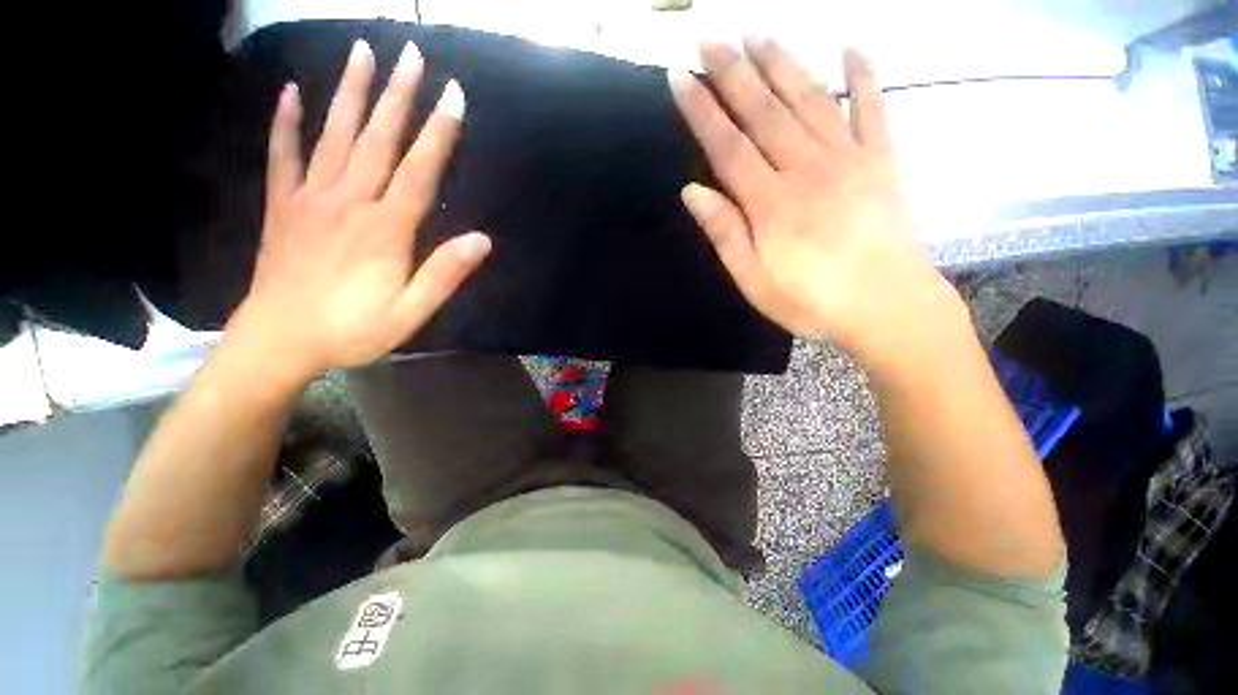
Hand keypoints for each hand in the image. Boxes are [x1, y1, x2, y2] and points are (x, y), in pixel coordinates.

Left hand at [228, 40, 489, 384]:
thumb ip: (444, 274)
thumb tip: (482, 241)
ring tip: (361, 51)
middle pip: (378, 139)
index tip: (453, 95)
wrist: (279, 342)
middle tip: (410, 53)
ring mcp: (310, 199)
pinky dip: (286, 122)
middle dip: (398, 95)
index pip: (419, 170)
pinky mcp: (282, 206)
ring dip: (349, 92)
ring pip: (333, 135)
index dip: (439, 132)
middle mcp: (349, 201)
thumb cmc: (352, 330)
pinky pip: (282, 155)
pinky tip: (291, 92)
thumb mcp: (410, 313)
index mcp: (385, 229)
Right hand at [671, 40, 962, 361]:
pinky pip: (873, 110)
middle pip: (764, 112)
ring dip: (782, 63)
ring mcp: (849, 160)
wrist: (888, 308)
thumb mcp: (754, 281)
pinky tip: (853, 46)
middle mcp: (806, 169)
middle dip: (734, 72)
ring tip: (759, 32)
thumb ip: (726, 234)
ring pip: (809, 101)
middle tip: (711, 36)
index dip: (702, 111)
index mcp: (771, 204)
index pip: (728, 147)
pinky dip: (864, 76)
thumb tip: (692, 191)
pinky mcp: (882, 162)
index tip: (680, 78)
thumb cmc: (812, 302)